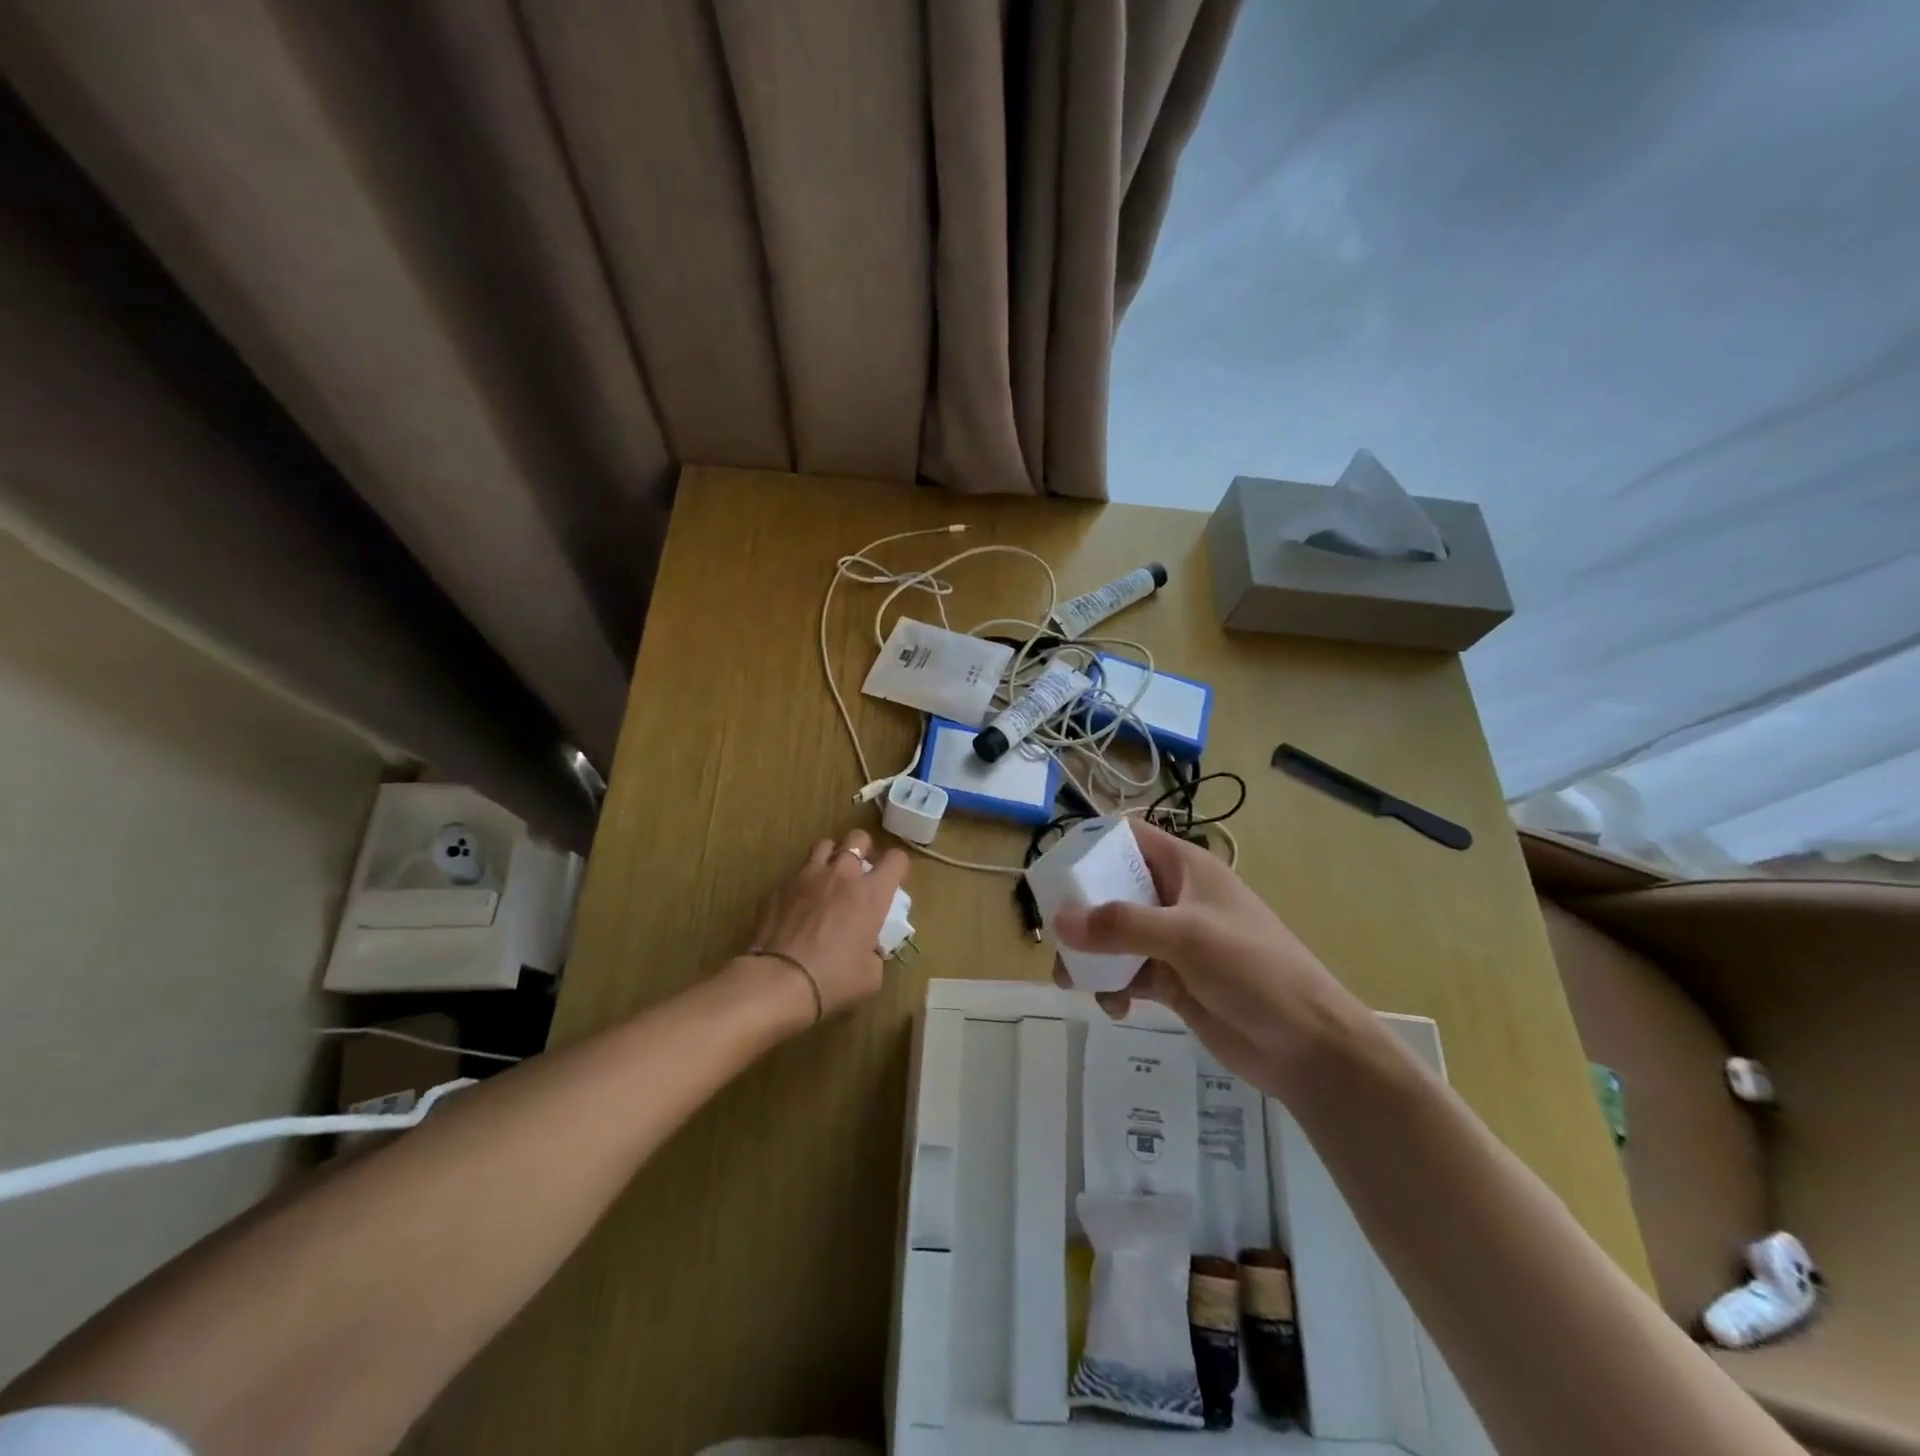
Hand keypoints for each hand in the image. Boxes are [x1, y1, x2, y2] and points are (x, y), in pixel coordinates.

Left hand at [743, 828, 908, 1023]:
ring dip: (831, 857)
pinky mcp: (780, 886)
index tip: (894, 880)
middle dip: (863, 849)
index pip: (897, 859)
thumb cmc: (833, 979)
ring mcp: (807, 875)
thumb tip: (868, 948)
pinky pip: (796, 872)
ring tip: (828, 878)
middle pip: (858, 838)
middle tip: (860, 871)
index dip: (899, 866)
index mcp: (871, 893)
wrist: (779, 981)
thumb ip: (875, 952)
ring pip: (824, 845)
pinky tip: (799, 903)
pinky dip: (803, 881)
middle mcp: (842, 874)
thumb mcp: (871, 975)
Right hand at [1053, 821, 1367, 1092]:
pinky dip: (1112, 987)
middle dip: (1081, 912)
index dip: (1092, 844)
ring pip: (1114, 937)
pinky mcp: (1171, 980)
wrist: (1308, 1045)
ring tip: (1074, 981)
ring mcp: (1172, 941)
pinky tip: (1114, 1007)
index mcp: (1185, 868)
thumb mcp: (1187, 936)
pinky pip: (1126, 974)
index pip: (1129, 838)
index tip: (1056, 868)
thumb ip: (1121, 926)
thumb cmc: (1254, 969)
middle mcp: (1174, 897)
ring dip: (1091, 956)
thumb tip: (1059, 922)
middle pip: (1112, 889)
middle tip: (1056, 936)